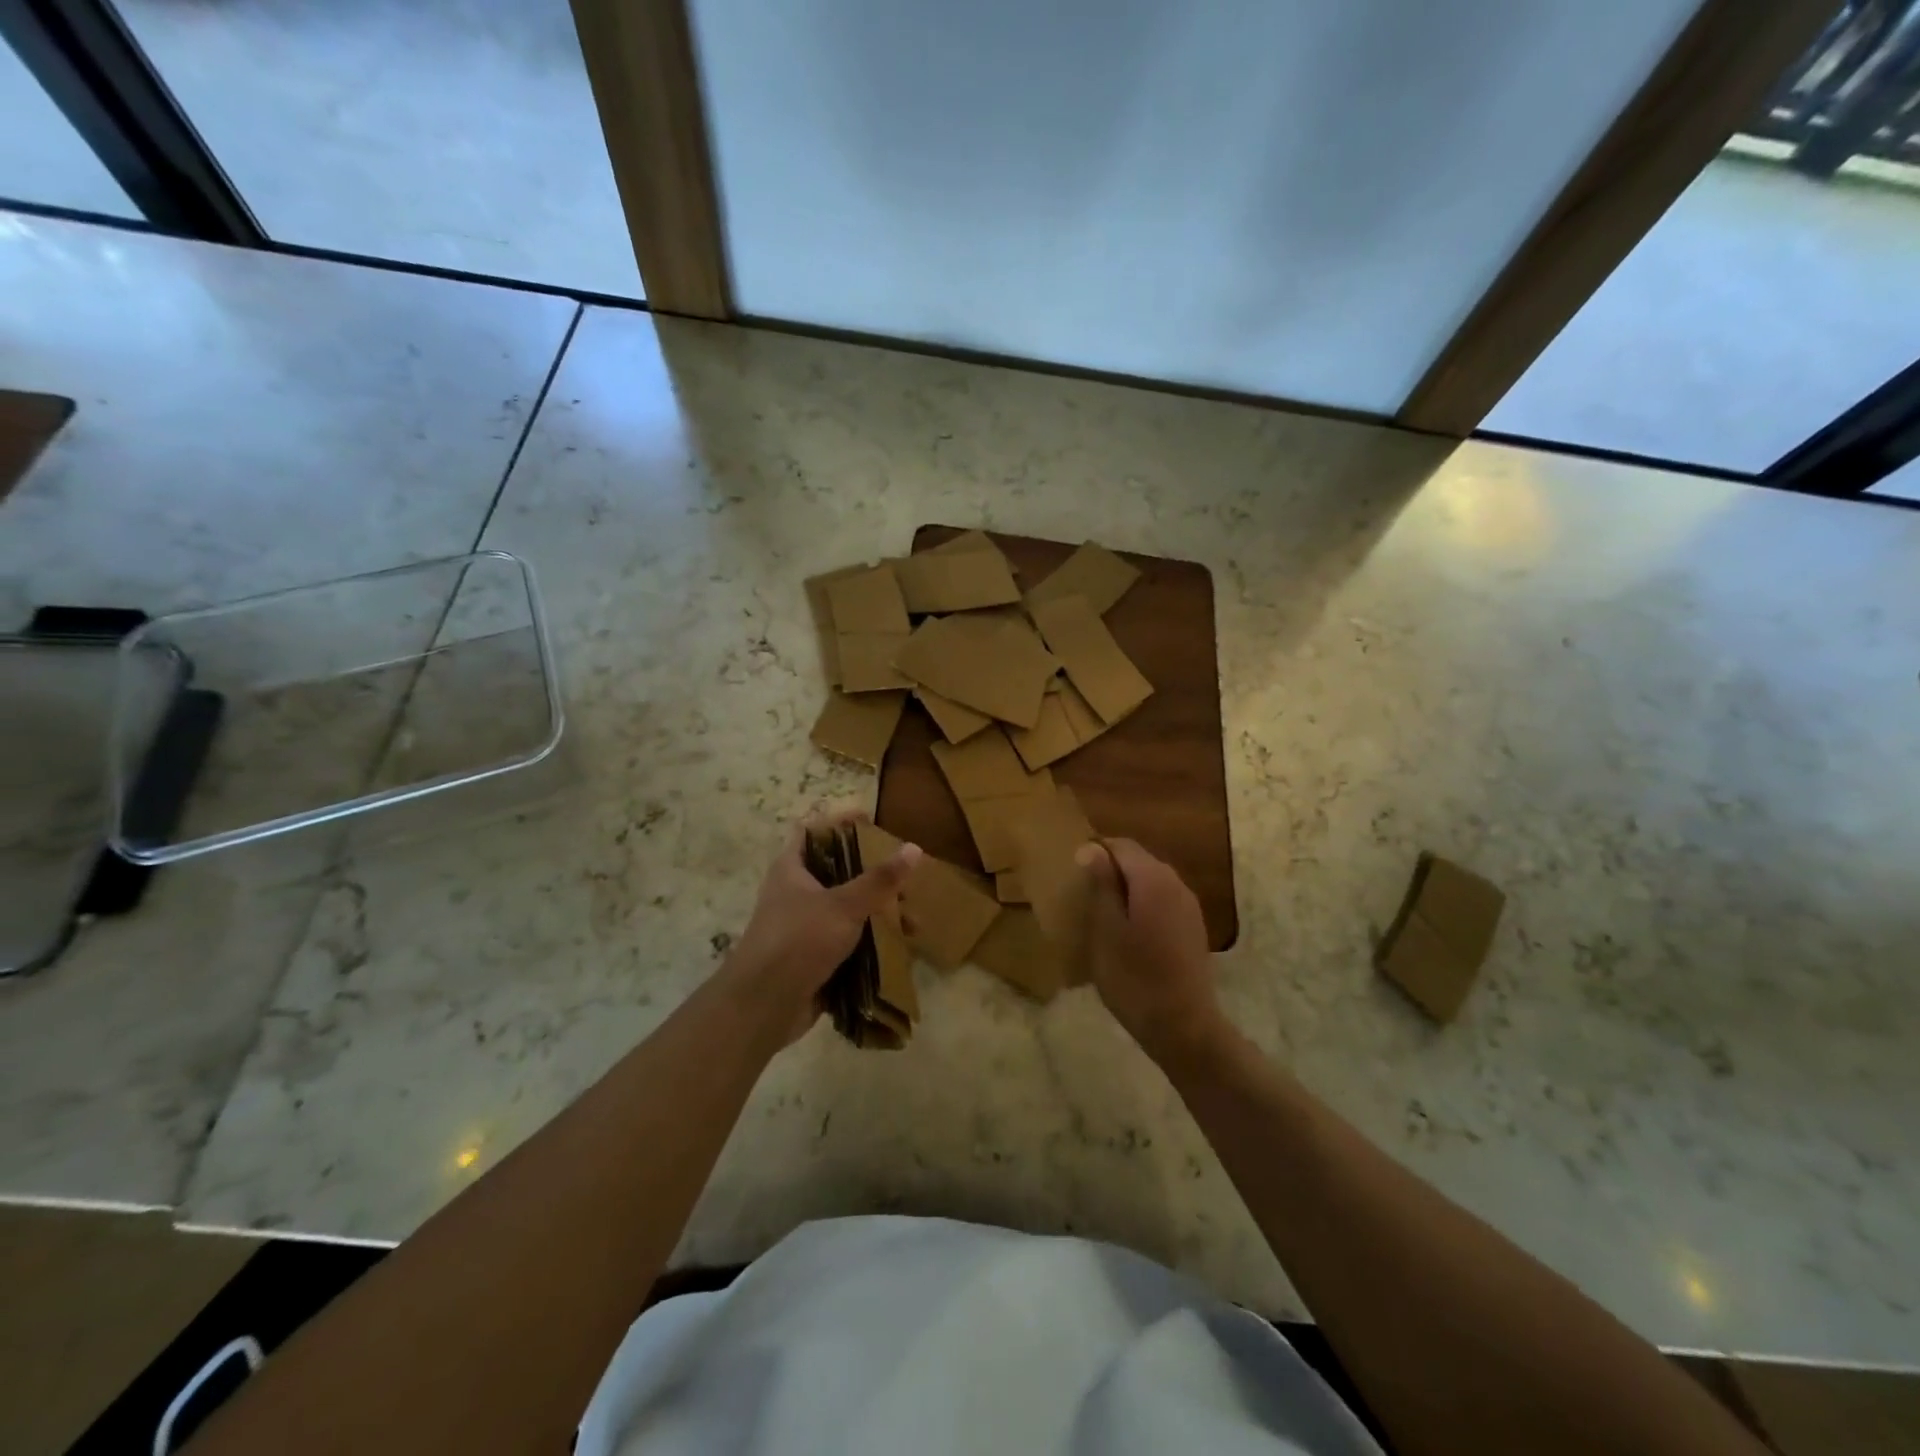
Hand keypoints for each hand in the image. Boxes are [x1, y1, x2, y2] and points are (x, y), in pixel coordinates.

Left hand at [721, 811, 920, 1045]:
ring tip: (910, 918)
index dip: (839, 822)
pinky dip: (869, 941)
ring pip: (844, 909)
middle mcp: (794, 893)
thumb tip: (913, 848)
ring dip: (875, 912)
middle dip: (870, 873)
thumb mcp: (844, 905)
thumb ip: (879, 880)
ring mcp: (802, 927)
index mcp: (791, 869)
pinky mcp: (811, 957)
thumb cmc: (799, 940)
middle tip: (902, 874)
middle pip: (835, 872)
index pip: (812, 831)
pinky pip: (845, 941)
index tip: (872, 821)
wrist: (763, 1005)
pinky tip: (896, 946)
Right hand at [1078, 839, 1225, 1070]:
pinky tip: (1127, 933)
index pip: (1121, 845)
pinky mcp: (1192, 927)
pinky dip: (1141, 906)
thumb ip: (1102, 884)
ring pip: (1150, 882)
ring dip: (1125, 889)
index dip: (1095, 851)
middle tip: (1083, 895)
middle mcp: (1176, 883)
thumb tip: (1092, 849)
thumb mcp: (1106, 930)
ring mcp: (1189, 906)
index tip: (1072, 873)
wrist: (1183, 1027)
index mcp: (1153, 878)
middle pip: (1137, 860)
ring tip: (1101, 915)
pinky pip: (1161, 901)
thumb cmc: (1134, 978)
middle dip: (1110, 870)